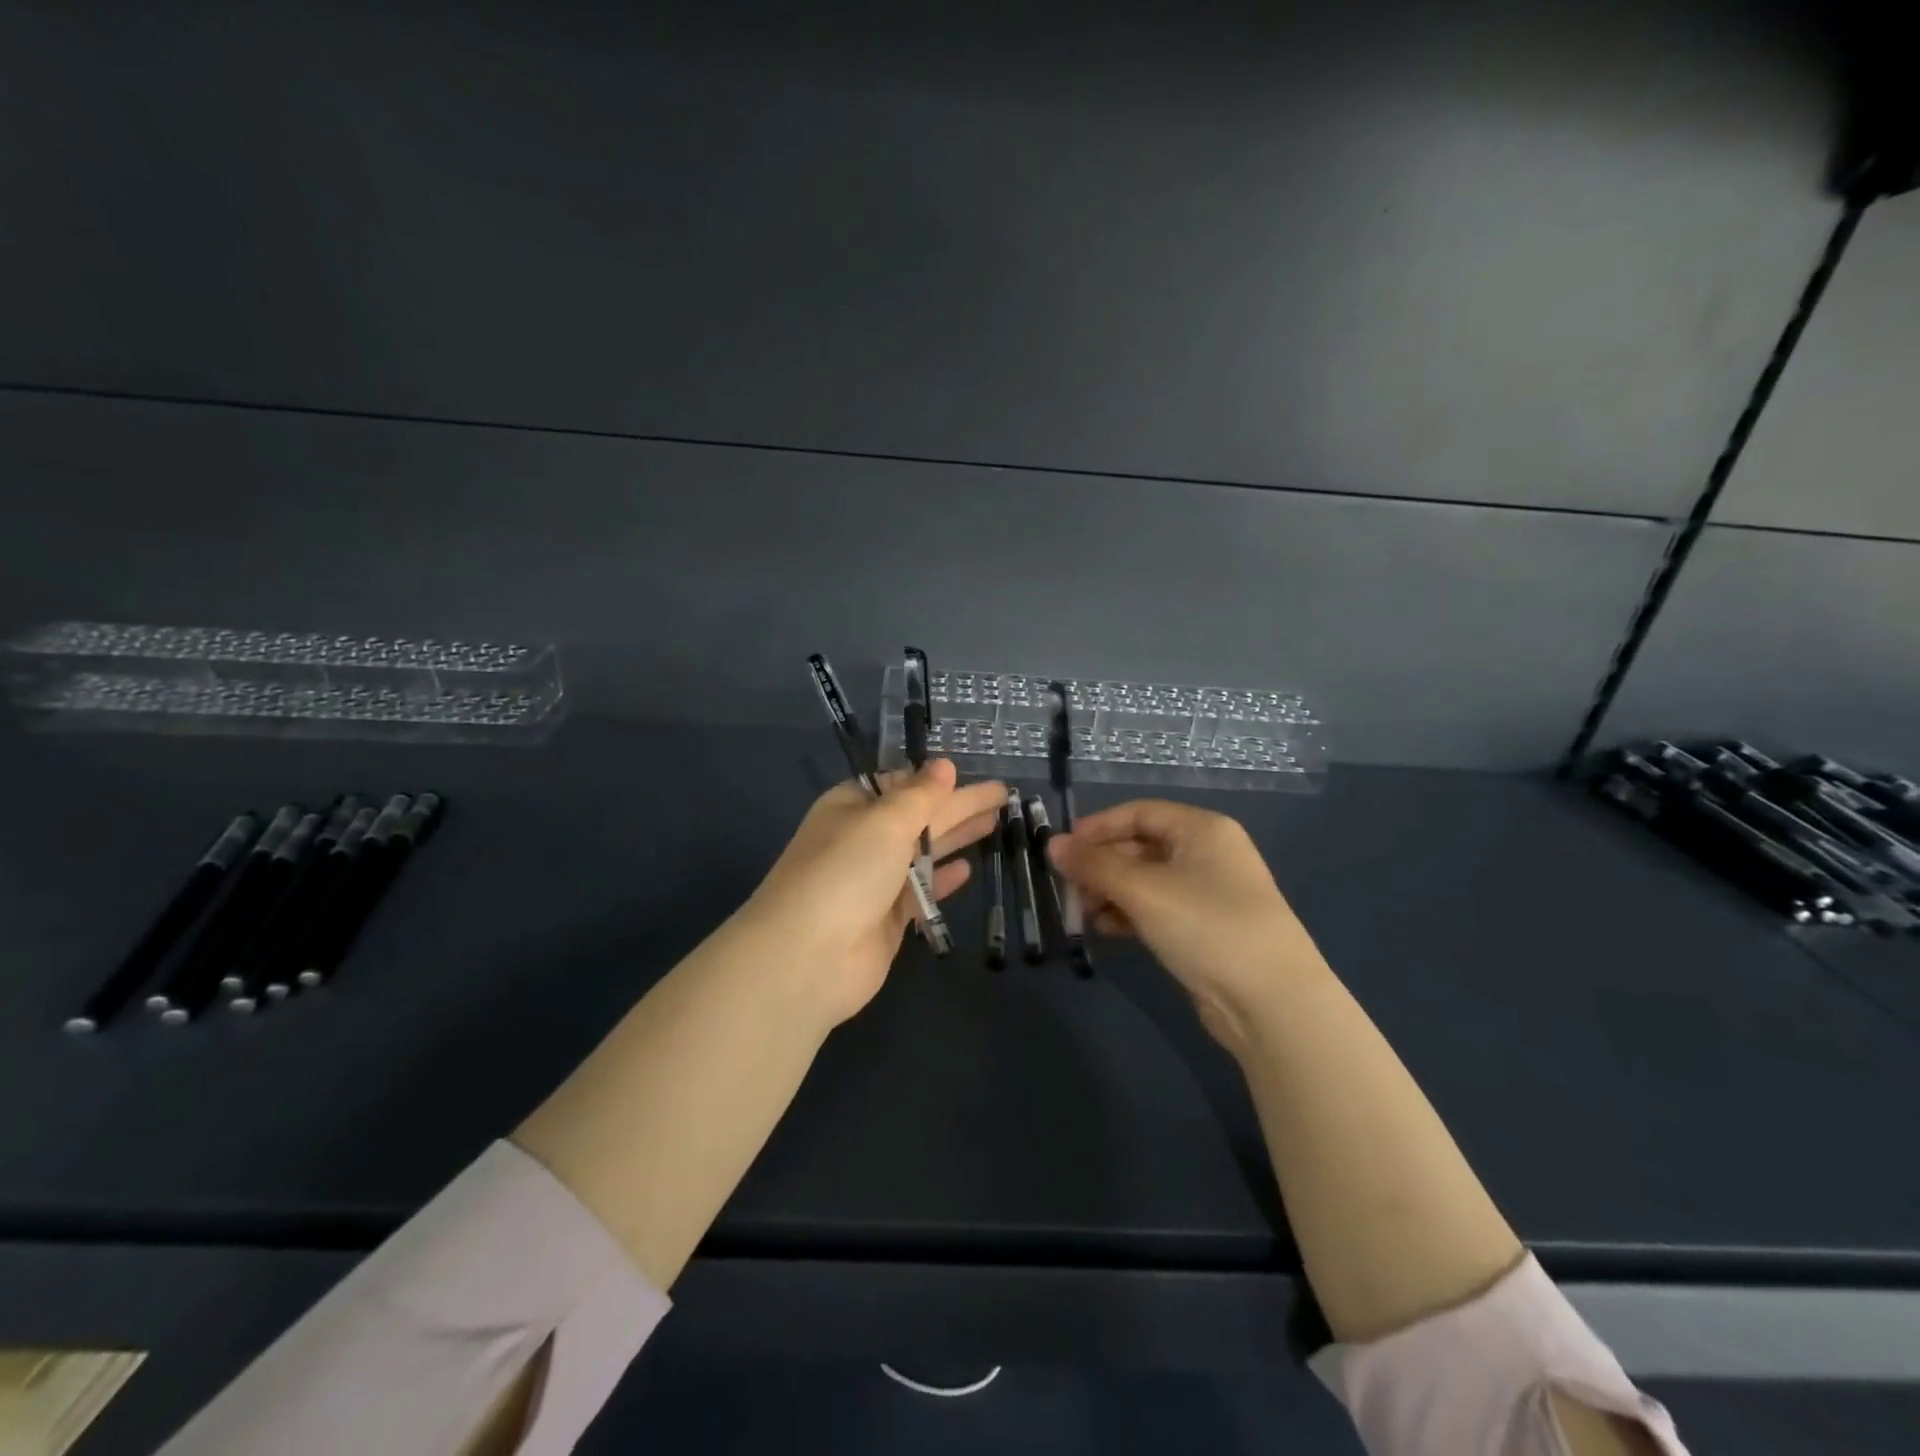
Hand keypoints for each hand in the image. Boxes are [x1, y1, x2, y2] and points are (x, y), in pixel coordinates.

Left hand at [738, 760, 1004, 1025]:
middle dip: (958, 805)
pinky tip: (969, 869)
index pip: (898, 784)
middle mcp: (862, 840)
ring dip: (957, 837)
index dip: (933, 779)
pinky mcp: (887, 919)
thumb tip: (944, 764)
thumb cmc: (845, 873)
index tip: (969, 773)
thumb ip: (920, 795)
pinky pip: (921, 891)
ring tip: (997, 823)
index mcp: (852, 807)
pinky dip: (943, 879)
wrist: (808, 958)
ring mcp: (874, 881)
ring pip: (922, 852)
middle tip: (1004, 796)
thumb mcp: (884, 822)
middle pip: (918, 816)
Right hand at [1048, 800, 1326, 1053]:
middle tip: (1067, 888)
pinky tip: (1107, 930)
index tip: (1062, 848)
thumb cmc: (1206, 926)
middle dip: (1101, 866)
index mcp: (1202, 830)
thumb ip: (1094, 865)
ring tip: (1083, 914)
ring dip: (1110, 893)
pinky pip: (1156, 909)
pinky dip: (1129, 914)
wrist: (1271, 1003)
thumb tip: (1052, 845)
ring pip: (1145, 881)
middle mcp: (1207, 854)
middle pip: (1140, 847)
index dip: (1098, 827)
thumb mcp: (1144, 890)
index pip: (1139, 813)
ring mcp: (1208, 893)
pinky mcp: (1204, 928)